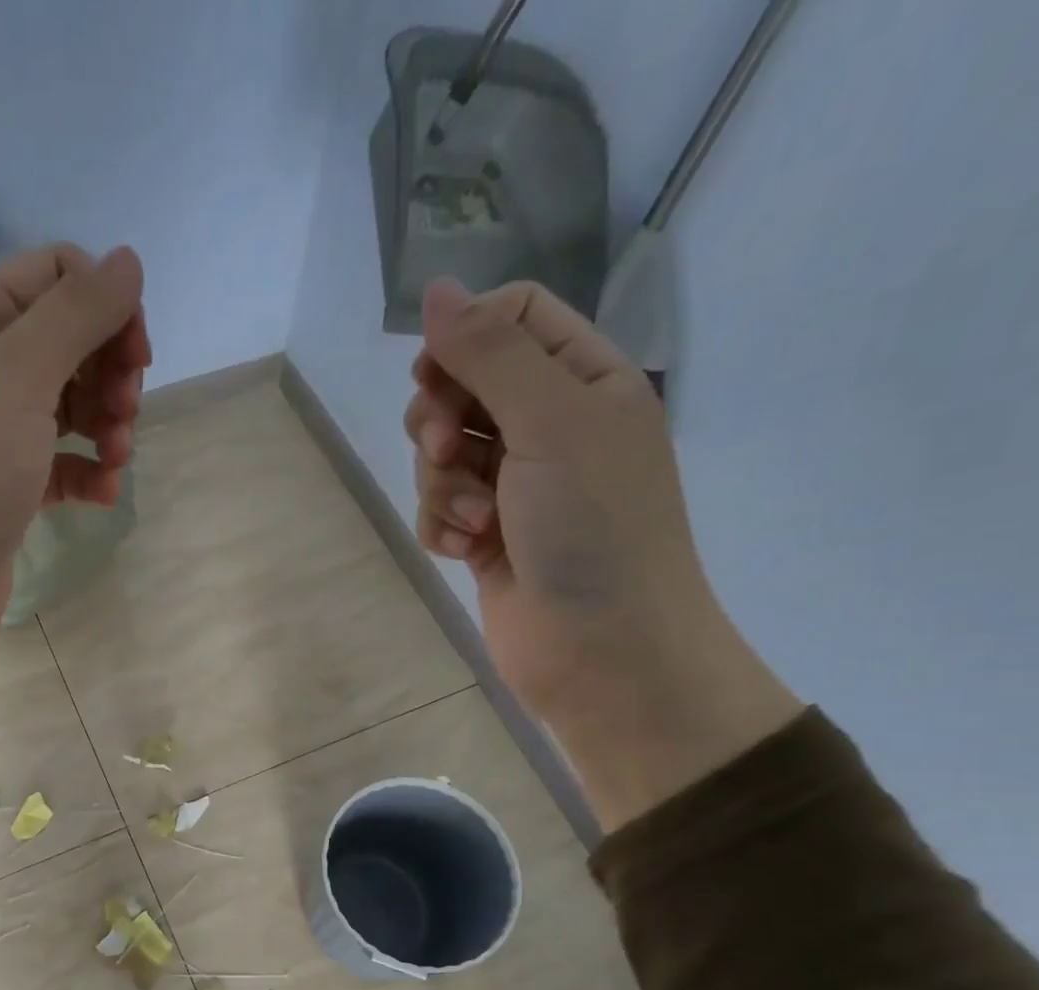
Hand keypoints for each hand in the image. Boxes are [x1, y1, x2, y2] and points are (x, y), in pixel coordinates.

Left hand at [0, 242, 149, 665]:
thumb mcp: (19, 375)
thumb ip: (77, 314)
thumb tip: (129, 261)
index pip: (55, 277)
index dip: (105, 306)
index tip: (136, 356)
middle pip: (68, 343)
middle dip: (109, 372)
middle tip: (127, 411)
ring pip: (70, 406)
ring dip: (107, 425)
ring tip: (117, 459)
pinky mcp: (7, 487)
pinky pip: (61, 463)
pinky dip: (88, 473)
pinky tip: (104, 493)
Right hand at [407, 277, 798, 827]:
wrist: (603, 651)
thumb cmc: (594, 529)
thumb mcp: (551, 422)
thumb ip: (491, 354)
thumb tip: (435, 289)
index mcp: (584, 381)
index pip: (512, 318)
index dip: (465, 338)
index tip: (438, 376)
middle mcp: (549, 426)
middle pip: (463, 386)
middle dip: (442, 419)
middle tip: (450, 450)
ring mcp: (515, 485)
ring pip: (442, 453)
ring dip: (442, 483)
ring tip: (473, 520)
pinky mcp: (486, 536)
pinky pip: (439, 507)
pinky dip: (442, 524)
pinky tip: (463, 549)